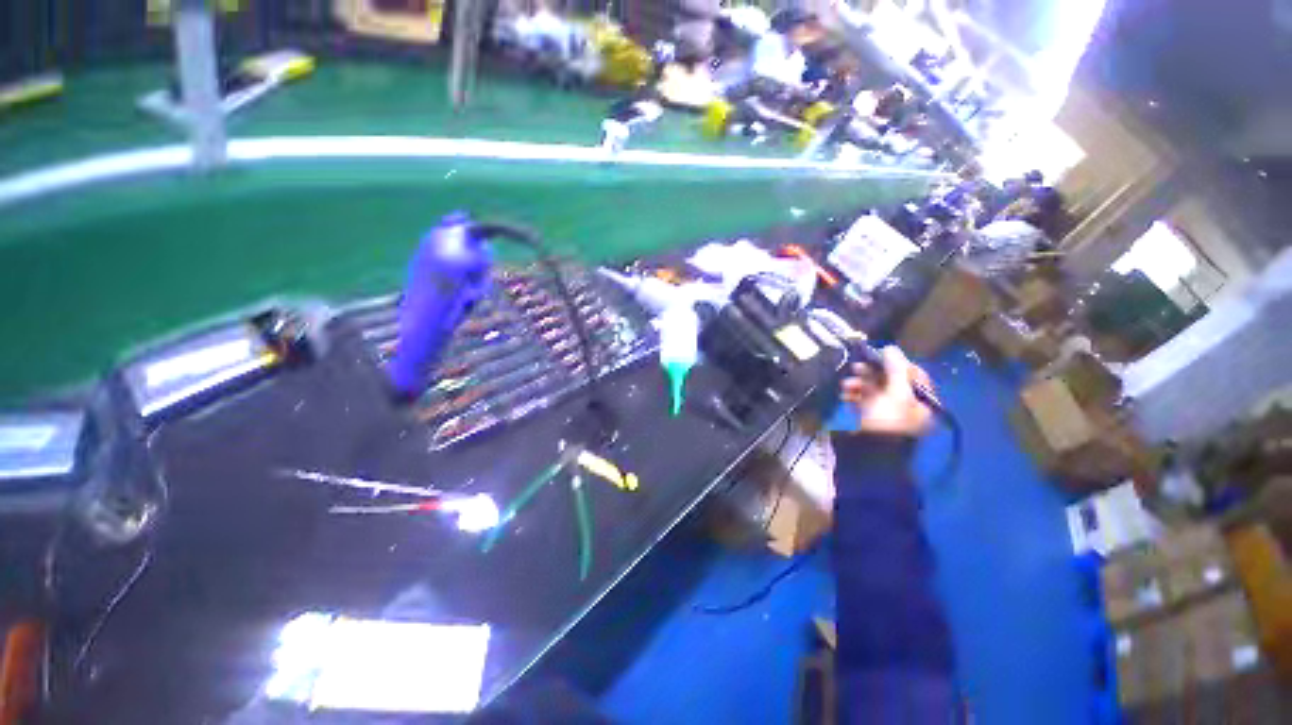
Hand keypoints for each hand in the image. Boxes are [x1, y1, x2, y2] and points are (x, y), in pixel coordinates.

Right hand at [840, 346, 934, 436]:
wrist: (869, 449)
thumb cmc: (889, 419)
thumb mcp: (896, 392)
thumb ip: (895, 368)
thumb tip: (890, 347)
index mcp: (922, 401)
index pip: (912, 374)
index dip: (896, 363)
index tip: (879, 356)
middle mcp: (907, 405)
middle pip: (889, 380)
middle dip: (871, 373)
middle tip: (856, 367)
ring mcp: (886, 412)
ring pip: (872, 389)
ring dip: (857, 383)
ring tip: (846, 384)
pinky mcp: (868, 417)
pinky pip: (861, 400)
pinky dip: (852, 395)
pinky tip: (844, 394)